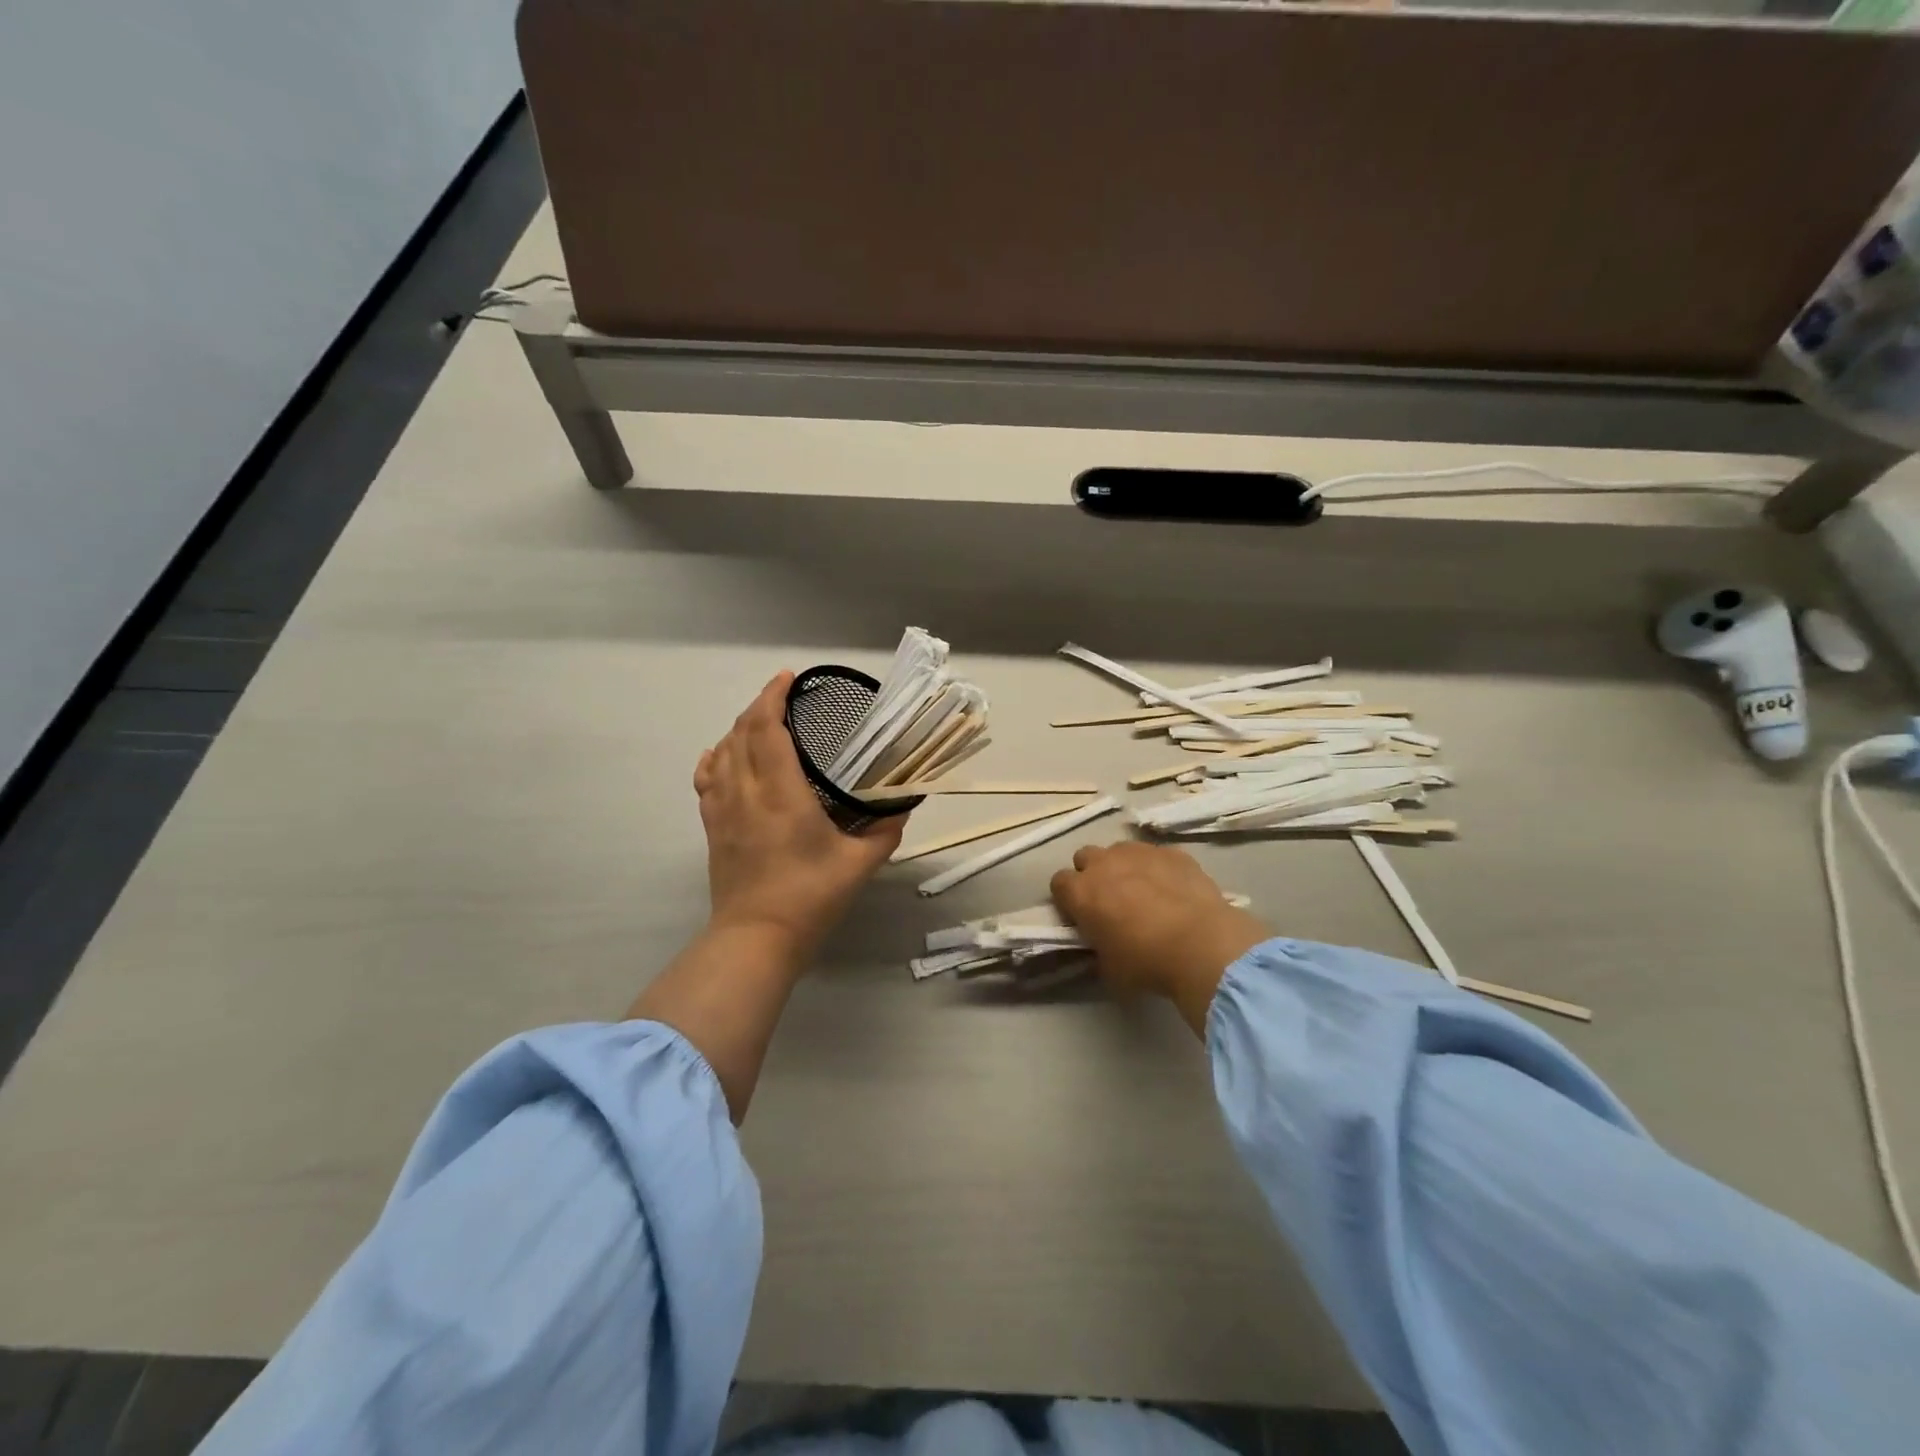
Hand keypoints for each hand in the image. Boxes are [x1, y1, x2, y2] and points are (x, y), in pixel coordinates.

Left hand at [694, 672, 906, 958]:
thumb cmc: (810, 898)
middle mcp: (746, 791)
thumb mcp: (859, 864)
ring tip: (762, 722)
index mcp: (782, 793)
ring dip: (739, 728)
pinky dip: (715, 757)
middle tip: (784, 697)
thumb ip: (884, 832)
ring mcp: (723, 809)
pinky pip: (707, 779)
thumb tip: (900, 809)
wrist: (756, 938)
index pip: (767, 728)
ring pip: (722, 751)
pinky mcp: (713, 828)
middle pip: (741, 732)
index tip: (788, 679)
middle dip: (759, 706)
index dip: (773, 697)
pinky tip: (723, 755)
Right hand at [1050, 841, 1269, 1032]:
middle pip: (1085, 857)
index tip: (1080, 914)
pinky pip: (1155, 855)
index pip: (1058, 883)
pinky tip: (1173, 889)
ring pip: (1120, 850)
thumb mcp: (1109, 968)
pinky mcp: (1171, 852)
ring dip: (1124, 867)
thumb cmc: (1147, 962)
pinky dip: (1158, 868)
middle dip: (1093, 874)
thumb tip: (1102, 944)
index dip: (1068, 898)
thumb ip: (1097, 948)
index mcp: (1081, 893)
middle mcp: (1104, 864)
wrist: (1202, 945)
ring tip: (1144, 891)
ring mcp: (1139, 853)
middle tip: (1109, 900)